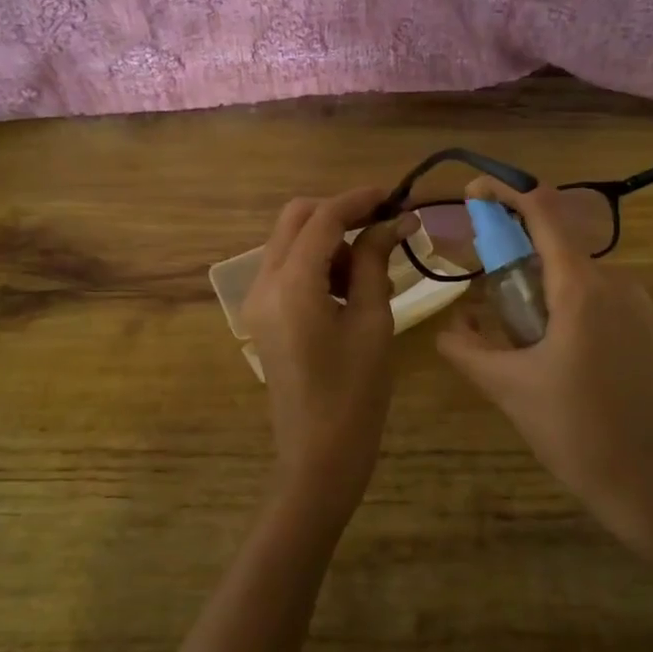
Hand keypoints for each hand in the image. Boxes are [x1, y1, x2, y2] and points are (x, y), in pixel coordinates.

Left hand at [240, 187, 404, 530]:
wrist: (318, 456)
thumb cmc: (355, 393)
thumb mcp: (373, 322)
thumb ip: (375, 262)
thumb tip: (393, 220)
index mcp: (292, 283)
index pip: (323, 219)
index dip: (358, 199)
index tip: (394, 195)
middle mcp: (264, 283)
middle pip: (296, 220)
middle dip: (339, 213)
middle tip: (382, 225)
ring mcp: (258, 300)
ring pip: (291, 242)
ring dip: (330, 240)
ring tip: (373, 271)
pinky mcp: (264, 316)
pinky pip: (288, 270)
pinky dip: (318, 264)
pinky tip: (352, 289)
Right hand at [436, 180, 652, 561]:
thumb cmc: (577, 431)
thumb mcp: (508, 387)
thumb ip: (468, 348)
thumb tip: (446, 327)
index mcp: (583, 287)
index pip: (545, 211)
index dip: (507, 192)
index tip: (473, 192)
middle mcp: (615, 283)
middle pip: (556, 241)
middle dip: (511, 247)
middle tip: (475, 276)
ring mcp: (634, 306)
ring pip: (572, 272)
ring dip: (533, 280)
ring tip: (499, 319)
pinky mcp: (641, 330)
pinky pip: (590, 296)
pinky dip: (556, 301)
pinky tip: (536, 340)